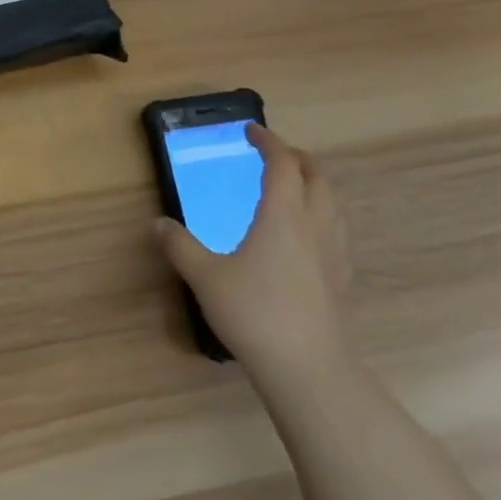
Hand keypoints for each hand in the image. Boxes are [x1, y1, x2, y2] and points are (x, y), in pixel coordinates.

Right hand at [158, 124, 351, 379]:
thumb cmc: (253, 312)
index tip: (251, 130)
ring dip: (314, 185)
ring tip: (292, 188)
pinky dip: (322, 215)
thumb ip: (180, 246)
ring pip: (333, 203)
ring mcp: (334, 253)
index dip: (268, 142)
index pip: (282, 164)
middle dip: (297, 158)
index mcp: (282, 215)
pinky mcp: (341, 279)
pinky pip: (336, 231)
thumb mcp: (204, 276)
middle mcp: (314, 226)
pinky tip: (306, 236)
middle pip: (317, 177)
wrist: (308, 369)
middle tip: (273, 154)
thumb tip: (160, 224)